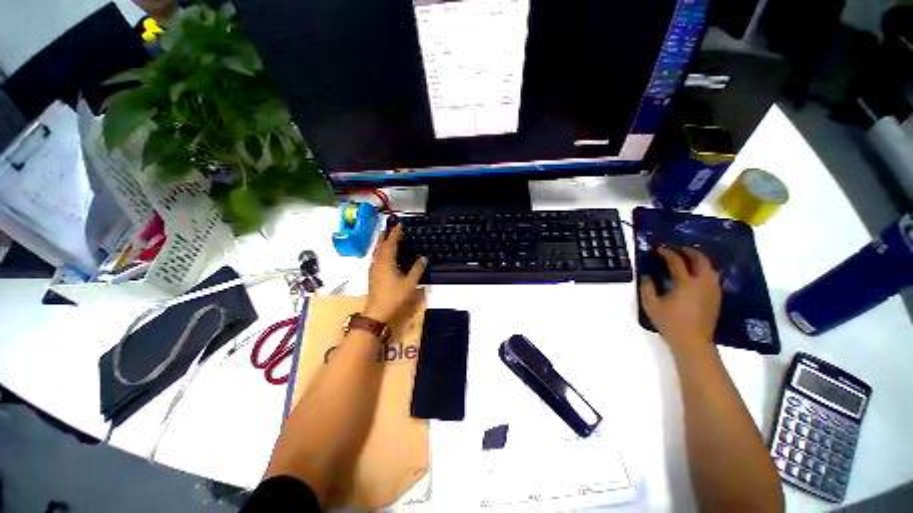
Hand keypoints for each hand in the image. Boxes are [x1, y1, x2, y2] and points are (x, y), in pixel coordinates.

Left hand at [363, 224, 426, 322]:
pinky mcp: (372, 275)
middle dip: (384, 236)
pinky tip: (383, 256)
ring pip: (376, 252)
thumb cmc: (394, 296)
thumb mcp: (410, 283)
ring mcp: (374, 269)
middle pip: (380, 245)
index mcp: (387, 262)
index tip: (399, 225)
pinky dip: (379, 252)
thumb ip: (417, 269)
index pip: (391, 243)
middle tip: (388, 228)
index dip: (395, 233)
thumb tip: (423, 258)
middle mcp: (378, 262)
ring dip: (380, 243)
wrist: (377, 312)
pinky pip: (376, 258)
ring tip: (384, 237)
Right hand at [640, 247, 720, 356]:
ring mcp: (712, 290)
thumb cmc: (670, 322)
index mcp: (686, 283)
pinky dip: (704, 270)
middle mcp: (702, 283)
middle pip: (700, 260)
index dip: (667, 253)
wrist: (693, 341)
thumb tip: (647, 276)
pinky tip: (696, 274)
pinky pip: (712, 277)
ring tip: (688, 259)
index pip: (677, 262)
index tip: (659, 249)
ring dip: (699, 260)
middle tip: (678, 249)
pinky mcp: (716, 297)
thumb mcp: (651, 305)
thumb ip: (647, 287)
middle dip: (689, 252)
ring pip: (710, 268)